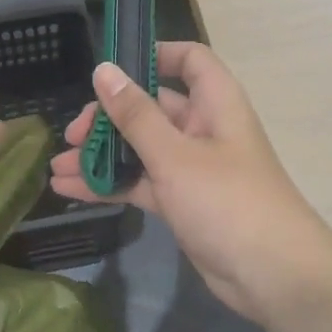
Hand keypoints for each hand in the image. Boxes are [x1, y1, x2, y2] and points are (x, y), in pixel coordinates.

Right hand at [49, 42, 331, 329]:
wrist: (273, 276)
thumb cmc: (227, 201)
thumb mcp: (175, 155)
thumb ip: (135, 115)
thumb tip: (104, 70)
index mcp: (215, 104)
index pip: (189, 60)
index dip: (154, 55)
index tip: (111, 70)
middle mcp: (204, 129)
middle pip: (152, 108)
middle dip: (109, 118)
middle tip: (71, 135)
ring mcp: (192, 168)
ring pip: (141, 149)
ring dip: (102, 156)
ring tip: (58, 167)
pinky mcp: (183, 202)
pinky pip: (142, 183)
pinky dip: (112, 185)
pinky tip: (71, 191)